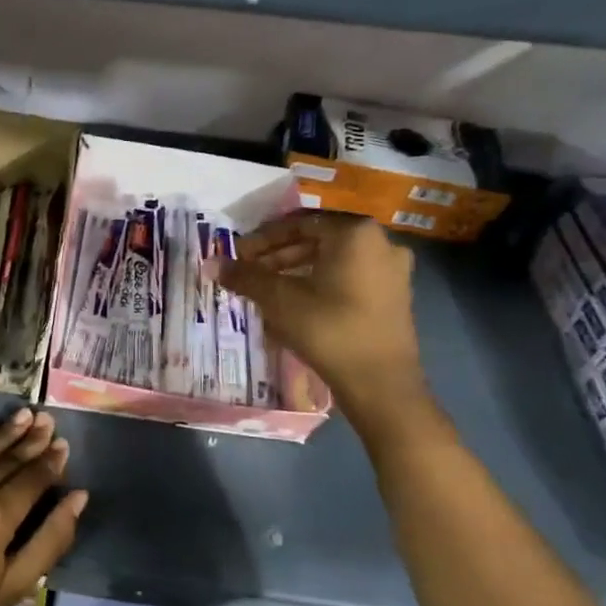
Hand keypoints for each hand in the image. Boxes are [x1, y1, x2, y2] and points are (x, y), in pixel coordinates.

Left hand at [0, 409, 86, 605]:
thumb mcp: (15, 586)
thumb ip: (51, 539)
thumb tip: (78, 498)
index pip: (31, 480)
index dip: (49, 462)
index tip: (62, 444)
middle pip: (6, 460)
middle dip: (30, 440)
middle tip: (47, 420)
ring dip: (3, 433)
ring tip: (23, 416)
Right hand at [216, 212, 426, 422]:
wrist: (380, 382)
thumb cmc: (328, 330)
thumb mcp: (279, 300)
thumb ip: (246, 277)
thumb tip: (212, 263)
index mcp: (355, 233)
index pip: (298, 224)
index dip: (262, 239)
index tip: (238, 254)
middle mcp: (380, 242)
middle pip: (317, 240)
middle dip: (278, 255)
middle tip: (249, 272)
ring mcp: (392, 270)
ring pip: (332, 260)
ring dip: (296, 270)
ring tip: (267, 289)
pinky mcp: (394, 296)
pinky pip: (348, 277)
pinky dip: (319, 283)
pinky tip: (295, 304)